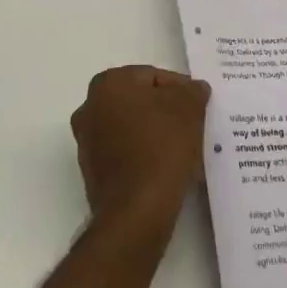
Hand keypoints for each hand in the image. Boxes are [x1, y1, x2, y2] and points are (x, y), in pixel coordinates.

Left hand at [70, 66, 211, 231]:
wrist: (136, 212)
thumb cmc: (160, 148)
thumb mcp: (187, 109)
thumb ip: (192, 91)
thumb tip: (194, 88)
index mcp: (107, 84)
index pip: (151, 76)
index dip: (180, 89)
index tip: (198, 105)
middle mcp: (89, 108)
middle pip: (139, 102)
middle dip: (166, 111)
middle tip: (193, 125)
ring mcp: (88, 142)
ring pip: (132, 128)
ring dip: (157, 134)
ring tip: (185, 149)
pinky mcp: (93, 173)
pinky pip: (126, 154)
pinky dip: (145, 156)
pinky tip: (168, 169)